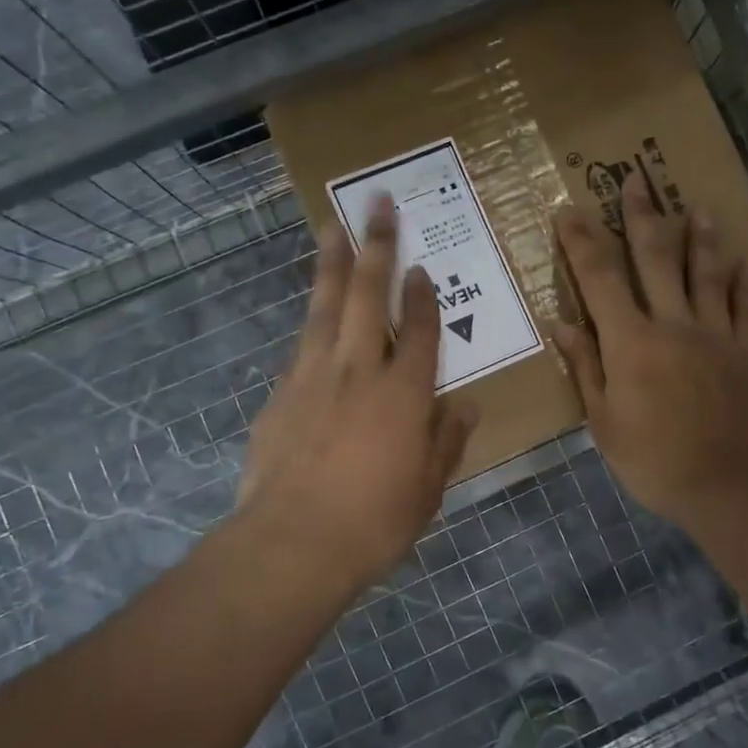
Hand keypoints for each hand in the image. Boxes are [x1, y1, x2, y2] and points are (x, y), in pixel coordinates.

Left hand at [237, 197, 477, 588]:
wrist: (292, 544)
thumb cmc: (374, 522)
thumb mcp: (428, 489)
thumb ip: (447, 441)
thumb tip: (466, 406)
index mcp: (405, 393)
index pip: (421, 330)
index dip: (423, 296)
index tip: (421, 266)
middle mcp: (360, 370)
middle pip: (368, 295)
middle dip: (376, 245)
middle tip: (377, 203)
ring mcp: (314, 376)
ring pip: (325, 306)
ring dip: (332, 263)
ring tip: (332, 226)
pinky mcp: (281, 394)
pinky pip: (301, 344)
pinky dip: (311, 321)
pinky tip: (312, 312)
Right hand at [552, 175, 747, 530]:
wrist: (729, 485)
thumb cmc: (654, 459)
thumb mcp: (604, 422)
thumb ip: (586, 368)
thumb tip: (563, 324)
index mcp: (631, 342)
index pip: (600, 278)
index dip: (582, 241)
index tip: (569, 211)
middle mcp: (673, 324)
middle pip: (656, 258)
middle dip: (642, 216)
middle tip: (636, 180)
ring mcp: (715, 333)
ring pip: (707, 271)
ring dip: (700, 235)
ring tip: (697, 206)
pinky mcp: (745, 350)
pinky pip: (744, 306)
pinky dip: (741, 280)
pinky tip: (742, 260)